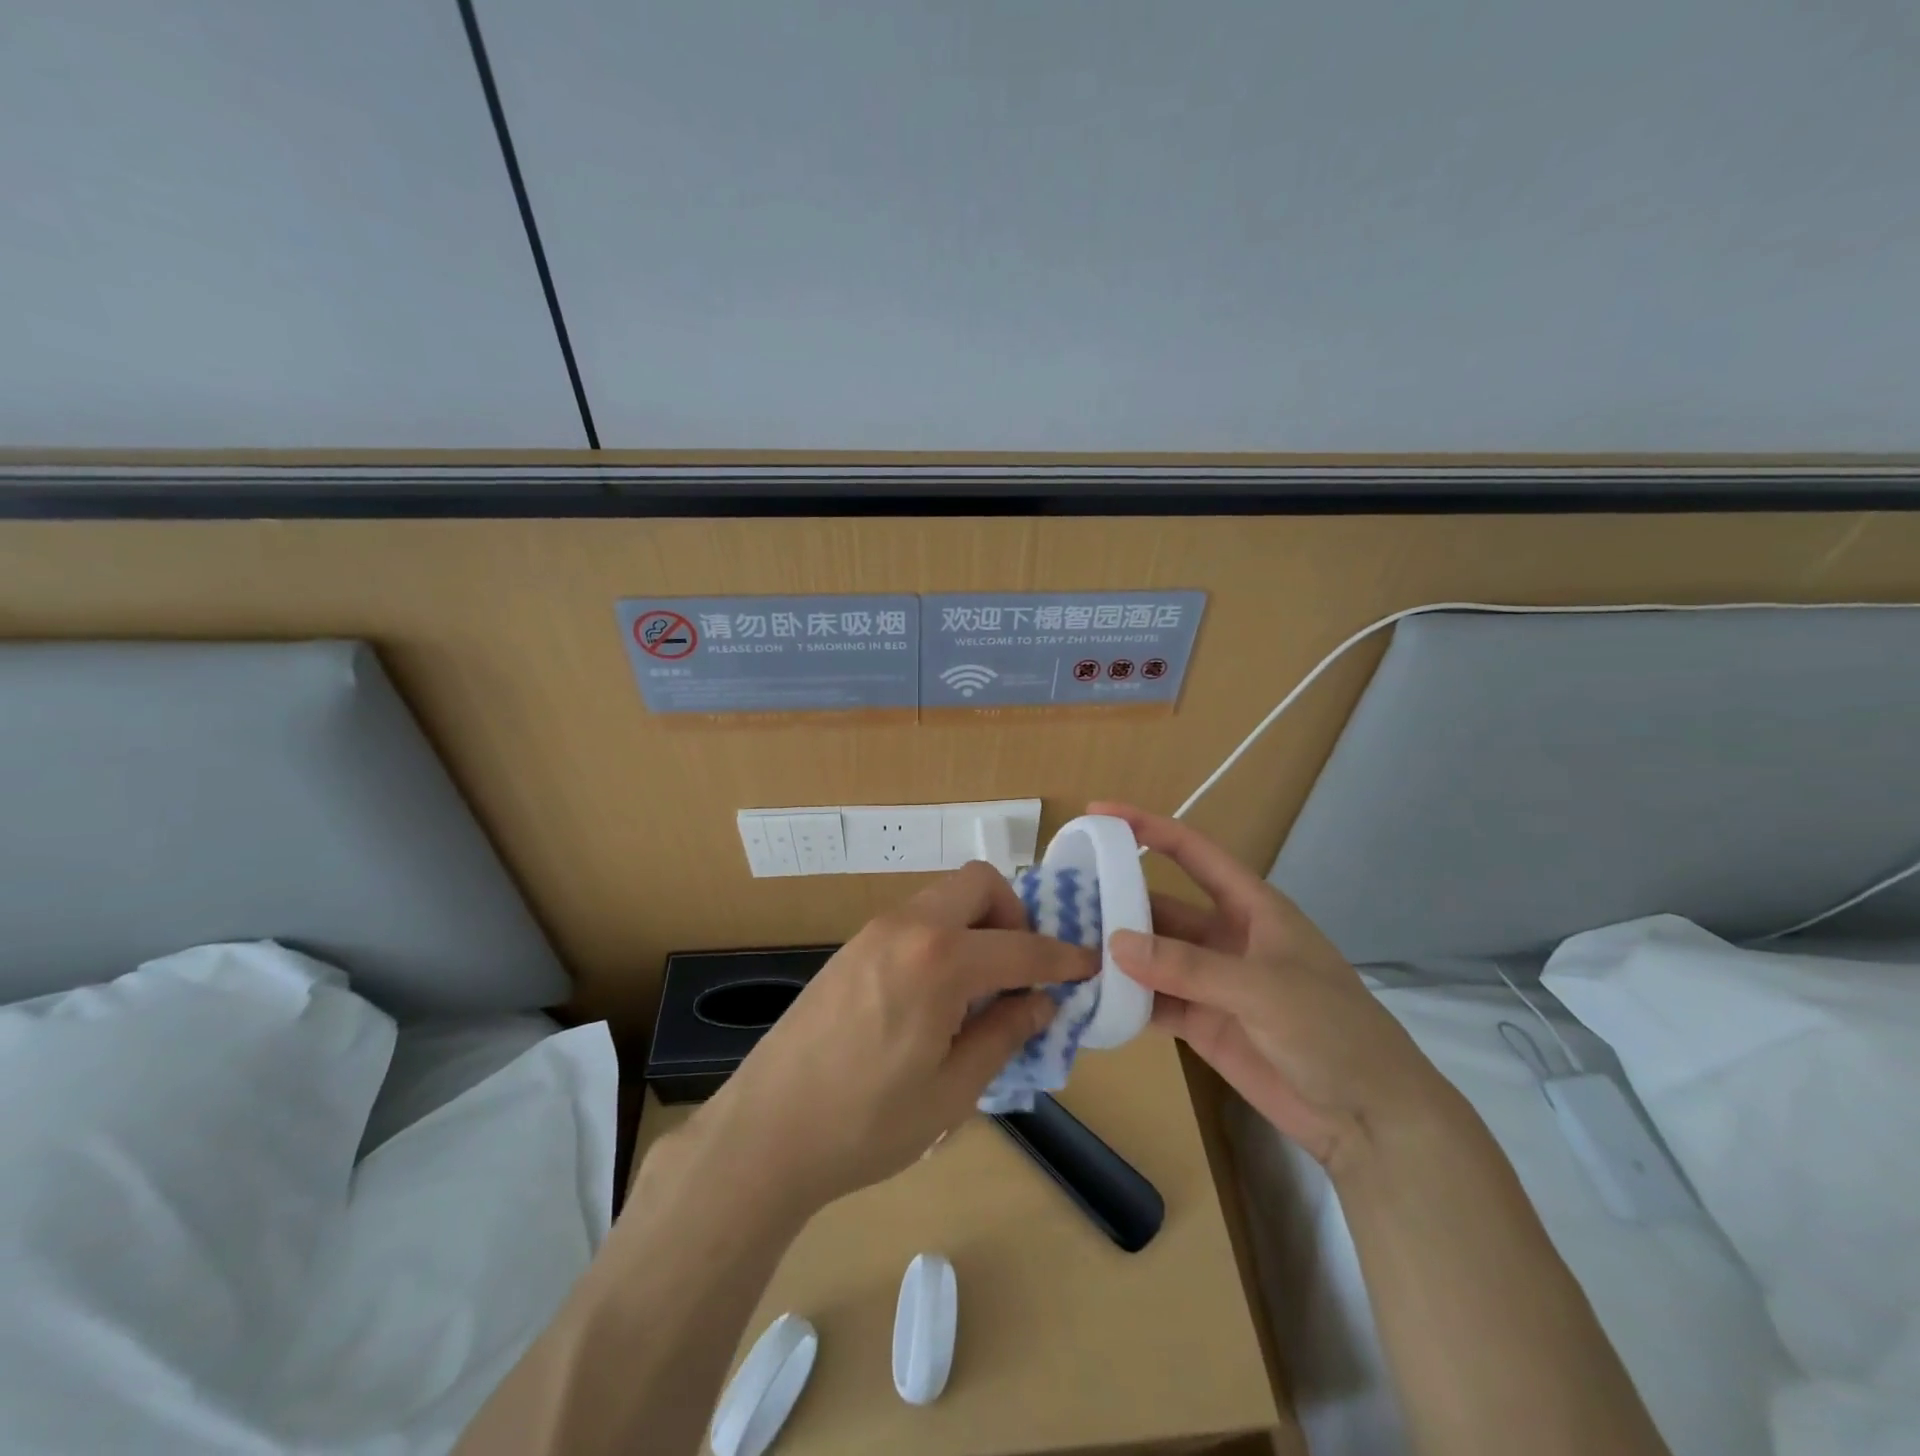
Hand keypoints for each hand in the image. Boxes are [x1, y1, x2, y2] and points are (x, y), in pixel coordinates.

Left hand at [680, 862, 1096, 1213]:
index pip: (1020, 945)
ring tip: (981, 987)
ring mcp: (873, 932)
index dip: (1061, 956)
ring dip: (976, 925)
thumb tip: (1041, 1001)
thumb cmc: (867, 1123)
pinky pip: (914, 920)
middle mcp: (907, 927)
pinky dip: (943, 937)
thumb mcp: (953, 1090)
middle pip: (978, 884)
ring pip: (943, 898)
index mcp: (939, 960)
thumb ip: (1003, 1033)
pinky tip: (937, 993)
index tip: (1087, 965)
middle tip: (1020, 971)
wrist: (766, 1132)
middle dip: (1013, 916)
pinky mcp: (851, 947)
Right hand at [1089, 802, 1447, 1169]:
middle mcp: (1223, 936)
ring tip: (1062, 946)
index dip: (1147, 827)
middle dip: (1114, 899)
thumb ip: (1188, 966)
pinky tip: (1087, 997)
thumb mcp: (1263, 988)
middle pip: (1159, 906)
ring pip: (1150, 955)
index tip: (1099, 812)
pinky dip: (1123, 999)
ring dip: (1114, 952)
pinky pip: (1152, 1001)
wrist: (1370, 1118)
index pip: (1192, 853)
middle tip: (1059, 898)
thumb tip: (1115, 943)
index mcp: (1250, 907)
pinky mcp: (1201, 1022)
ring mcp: (1210, 981)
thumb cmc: (1331, 1031)